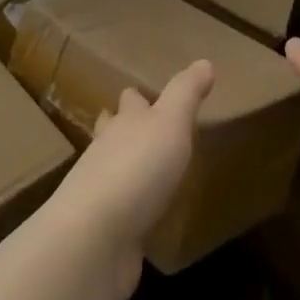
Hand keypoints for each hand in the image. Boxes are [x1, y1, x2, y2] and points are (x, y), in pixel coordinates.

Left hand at [46, 59, 213, 299]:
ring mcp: (100, 193)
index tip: (147, 96)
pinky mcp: (103, 232)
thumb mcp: (171, 122)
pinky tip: (141, 218)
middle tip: (140, 128)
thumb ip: (186, 93)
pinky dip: (129, 210)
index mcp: (125, 122)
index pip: (130, 101)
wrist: (96, 237)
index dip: (139, 97)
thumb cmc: (137, 168)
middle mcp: (107, 151)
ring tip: (142, 170)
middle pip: (113, 130)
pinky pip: (119, 213)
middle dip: (123, 126)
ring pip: (112, 169)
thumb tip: (204, 61)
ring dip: (124, 166)